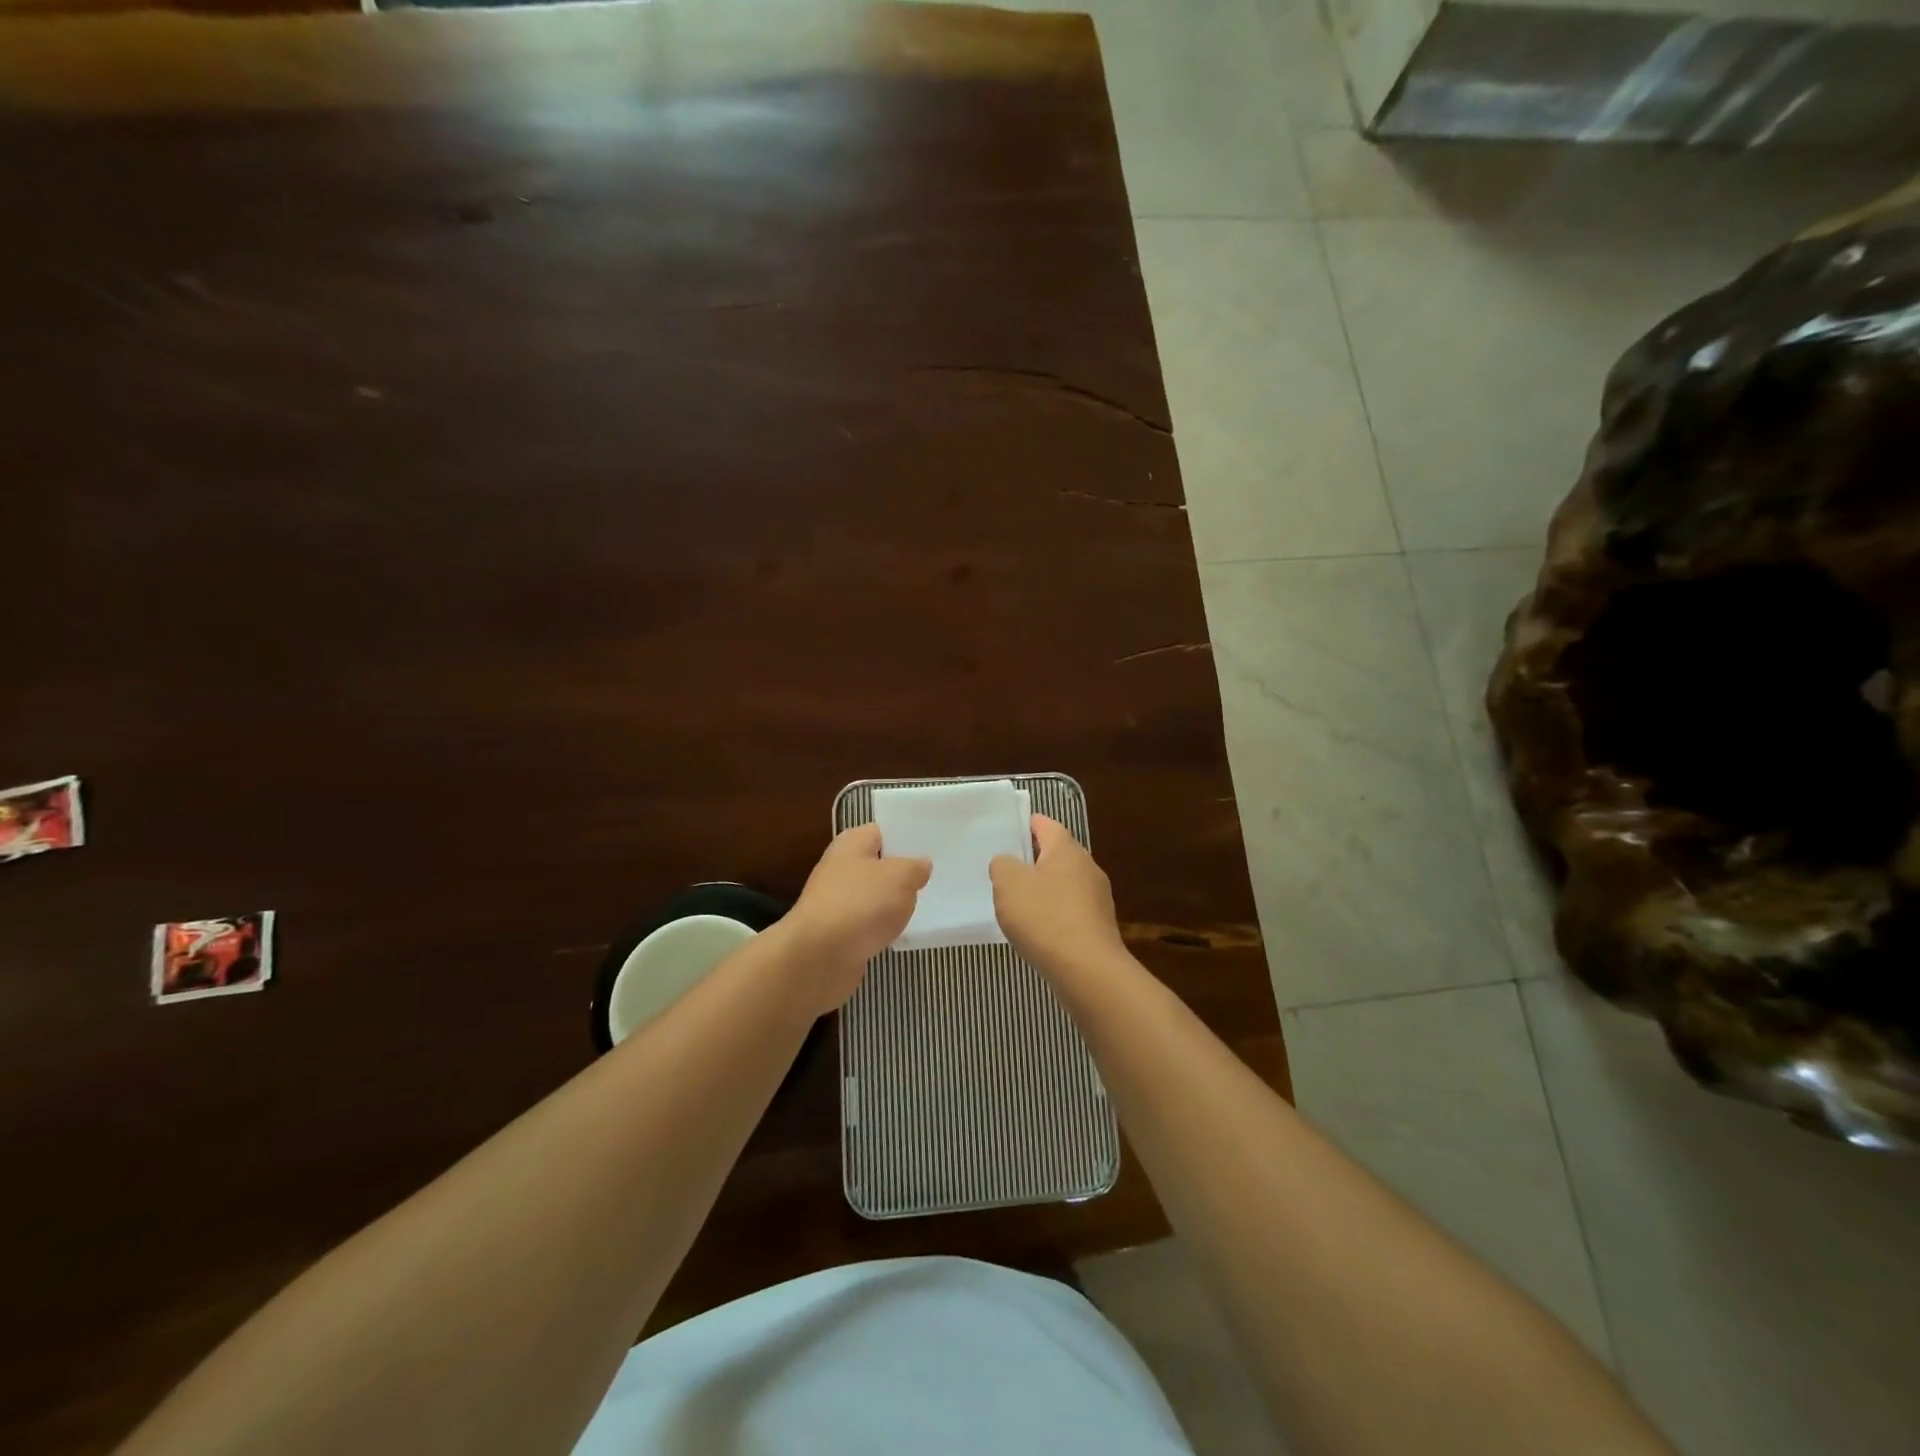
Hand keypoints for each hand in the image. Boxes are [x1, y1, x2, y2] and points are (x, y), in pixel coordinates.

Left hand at [779, 824, 930, 1011]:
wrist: (819, 957)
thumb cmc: (860, 904)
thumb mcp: (900, 877)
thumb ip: (915, 868)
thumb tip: (921, 865)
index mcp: (851, 843)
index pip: (881, 831)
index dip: (905, 836)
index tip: (931, 845)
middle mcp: (840, 868)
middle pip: (877, 865)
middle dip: (902, 872)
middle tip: (934, 877)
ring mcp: (837, 902)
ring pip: (873, 896)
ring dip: (893, 903)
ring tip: (924, 905)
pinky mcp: (838, 933)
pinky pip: (867, 924)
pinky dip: (881, 928)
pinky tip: (901, 933)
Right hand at [990, 815, 1127, 979]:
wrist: (1087, 969)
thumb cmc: (1045, 917)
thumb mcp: (1008, 884)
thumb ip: (1002, 865)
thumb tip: (1007, 863)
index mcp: (1067, 849)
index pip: (1046, 824)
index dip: (1026, 825)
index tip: (1007, 832)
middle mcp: (1087, 867)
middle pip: (1057, 854)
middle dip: (1033, 860)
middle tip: (1006, 871)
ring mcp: (1098, 897)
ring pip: (1065, 883)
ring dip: (1045, 889)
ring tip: (1019, 904)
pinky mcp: (1099, 925)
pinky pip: (1072, 909)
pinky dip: (1055, 914)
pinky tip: (1039, 930)